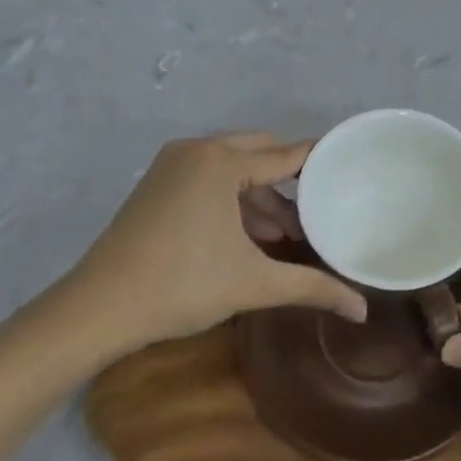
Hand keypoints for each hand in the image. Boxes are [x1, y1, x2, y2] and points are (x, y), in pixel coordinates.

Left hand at [57, 132, 365, 360]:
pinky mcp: (157, 183)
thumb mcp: (253, 284)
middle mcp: (198, 150)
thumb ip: (312, 288)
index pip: (286, 154)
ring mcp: (172, 164)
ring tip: (285, 236)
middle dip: (289, 183)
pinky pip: (210, 177)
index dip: (319, 163)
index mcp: (222, 161)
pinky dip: (234, 199)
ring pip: (234, 167)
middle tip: (317, 212)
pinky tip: (249, 236)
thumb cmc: (181, 286)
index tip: (349, 170)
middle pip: (260, 152)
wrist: (97, 310)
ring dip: (261, 195)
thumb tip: (362, 311)